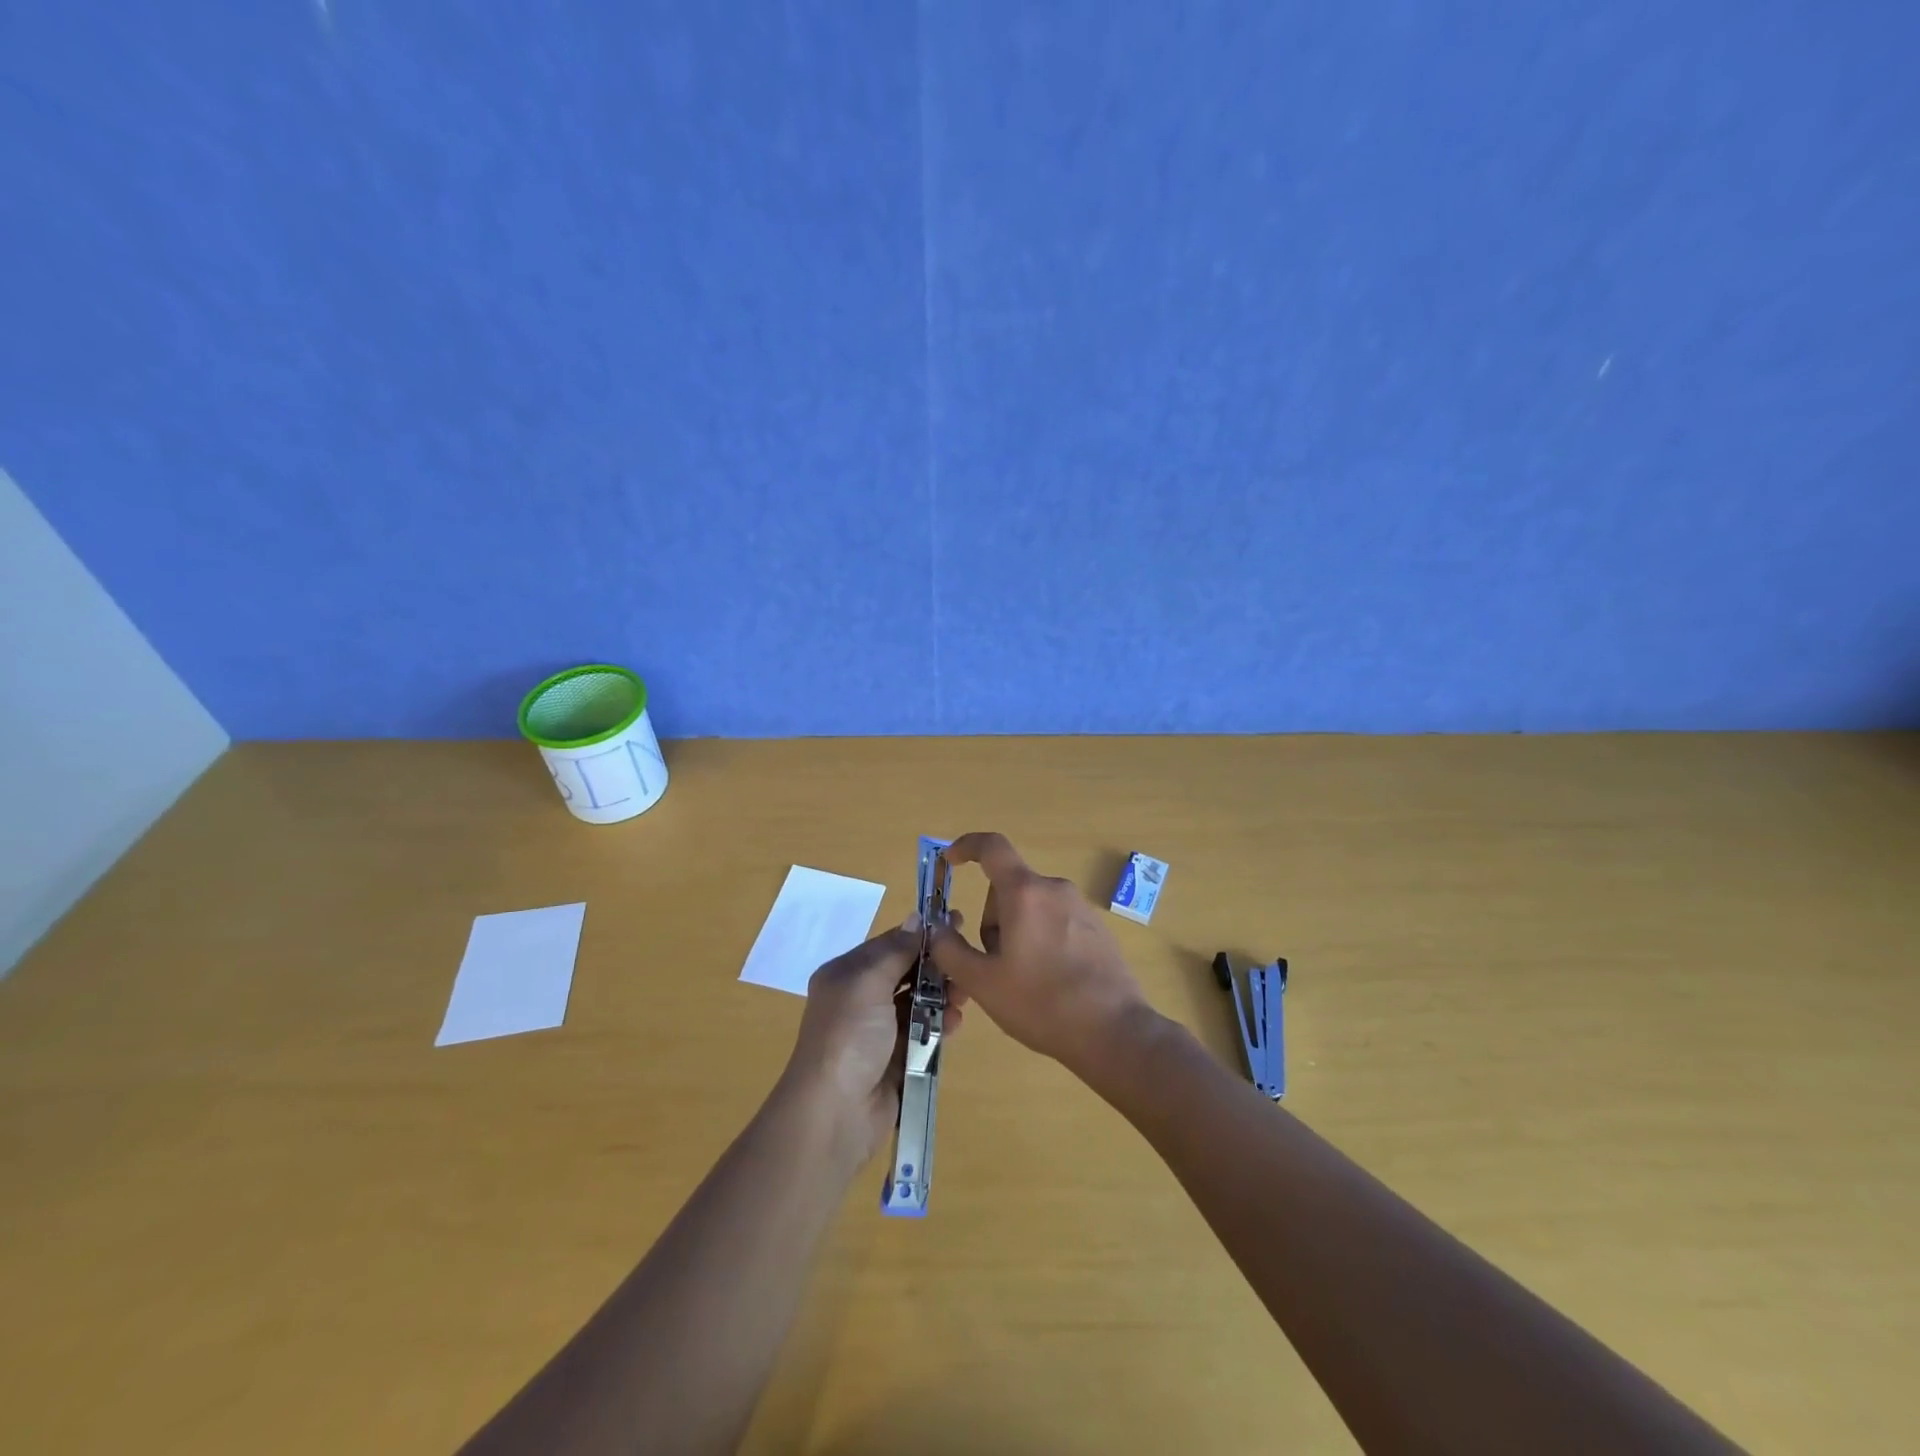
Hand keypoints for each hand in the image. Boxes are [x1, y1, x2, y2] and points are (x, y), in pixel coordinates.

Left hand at [777, 916, 967, 1166]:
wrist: (835, 1112)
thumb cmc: (848, 1035)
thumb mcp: (867, 981)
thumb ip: (896, 950)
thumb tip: (917, 918)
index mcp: (847, 974)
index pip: (890, 944)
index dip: (922, 934)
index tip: (957, 922)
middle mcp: (861, 999)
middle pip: (907, 972)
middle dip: (936, 967)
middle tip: (965, 965)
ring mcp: (878, 1032)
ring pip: (919, 1002)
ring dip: (942, 996)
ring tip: (962, 997)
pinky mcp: (896, 1060)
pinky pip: (923, 1033)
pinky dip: (940, 1025)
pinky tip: (954, 1023)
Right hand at [929, 832, 1150, 1079]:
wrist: (1114, 1032)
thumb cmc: (1041, 1003)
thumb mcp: (982, 982)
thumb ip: (950, 950)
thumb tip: (937, 929)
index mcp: (1024, 892)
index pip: (991, 847)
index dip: (966, 846)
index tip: (949, 861)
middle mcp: (1054, 888)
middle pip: (1008, 888)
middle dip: (993, 920)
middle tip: (994, 966)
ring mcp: (1080, 907)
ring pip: (1031, 908)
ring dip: (1017, 933)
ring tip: (1024, 981)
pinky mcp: (1097, 928)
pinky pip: (1055, 921)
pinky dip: (1042, 941)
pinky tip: (1050, 982)